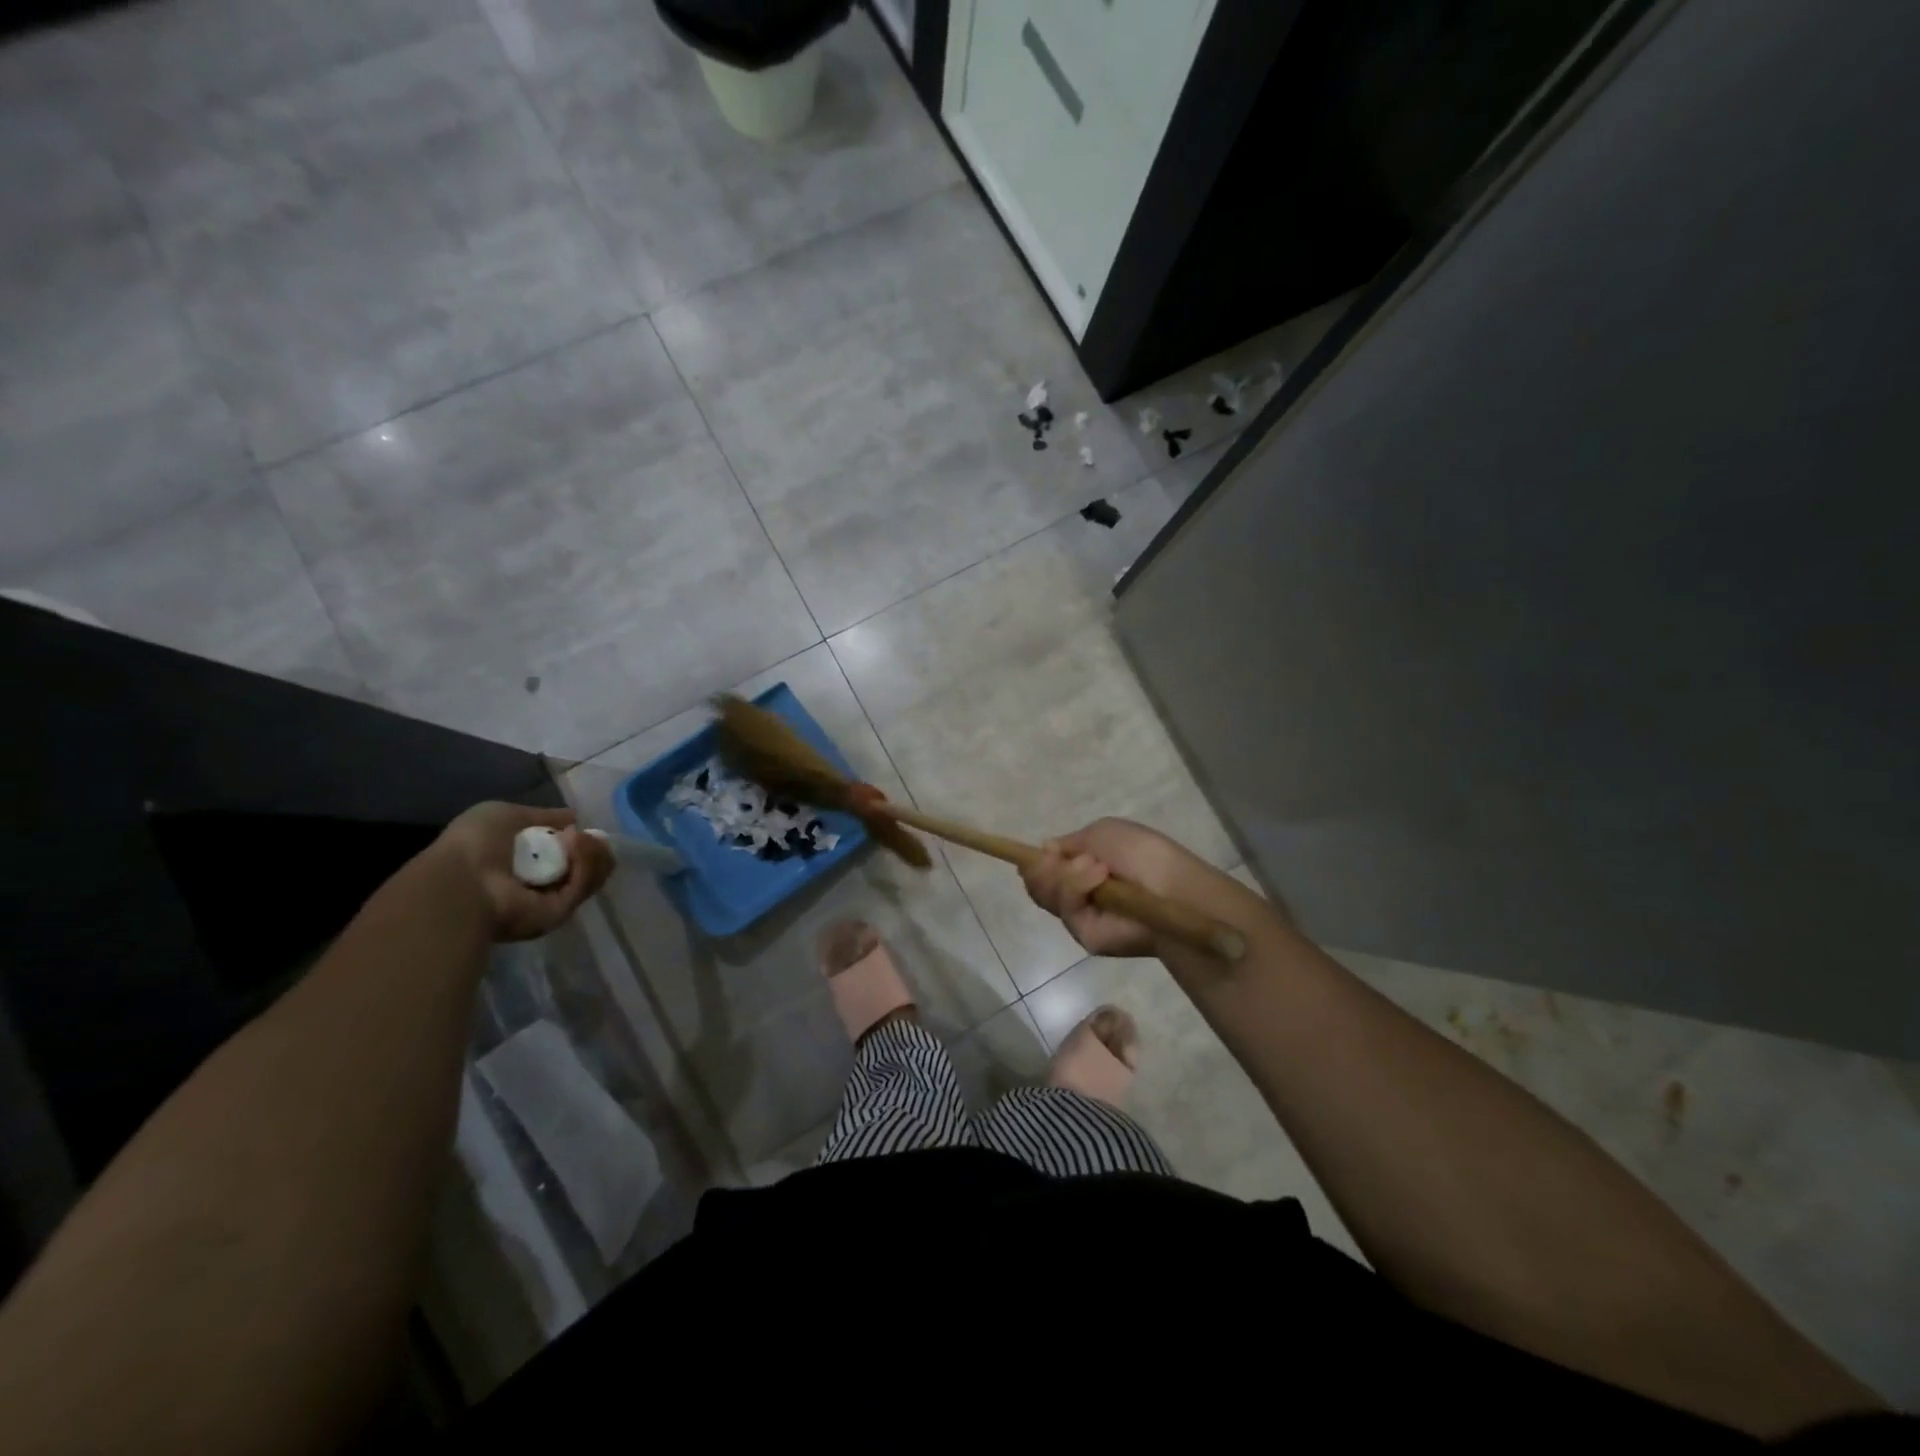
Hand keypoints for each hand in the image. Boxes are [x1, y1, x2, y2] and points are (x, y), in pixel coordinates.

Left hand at [431, 802, 613, 942]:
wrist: (462, 883)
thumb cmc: (473, 845)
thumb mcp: (505, 815)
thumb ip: (541, 816)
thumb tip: (574, 817)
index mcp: (521, 864)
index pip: (563, 854)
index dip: (577, 839)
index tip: (581, 827)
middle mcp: (537, 886)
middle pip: (584, 866)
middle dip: (592, 848)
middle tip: (590, 835)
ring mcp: (549, 902)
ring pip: (589, 876)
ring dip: (591, 853)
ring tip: (580, 838)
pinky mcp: (559, 914)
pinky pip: (582, 886)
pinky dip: (586, 864)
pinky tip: (578, 845)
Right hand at [1021, 817, 1210, 957]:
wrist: (1172, 887)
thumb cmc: (1144, 854)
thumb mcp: (1103, 832)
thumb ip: (1071, 842)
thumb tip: (1046, 850)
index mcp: (1084, 870)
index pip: (1047, 871)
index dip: (1036, 863)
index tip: (1031, 855)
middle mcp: (1080, 895)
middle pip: (1039, 886)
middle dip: (1041, 869)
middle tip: (1057, 859)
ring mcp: (1082, 917)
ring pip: (1046, 896)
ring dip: (1065, 875)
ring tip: (1094, 867)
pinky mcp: (1086, 937)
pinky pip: (1065, 909)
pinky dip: (1076, 888)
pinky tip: (1098, 878)